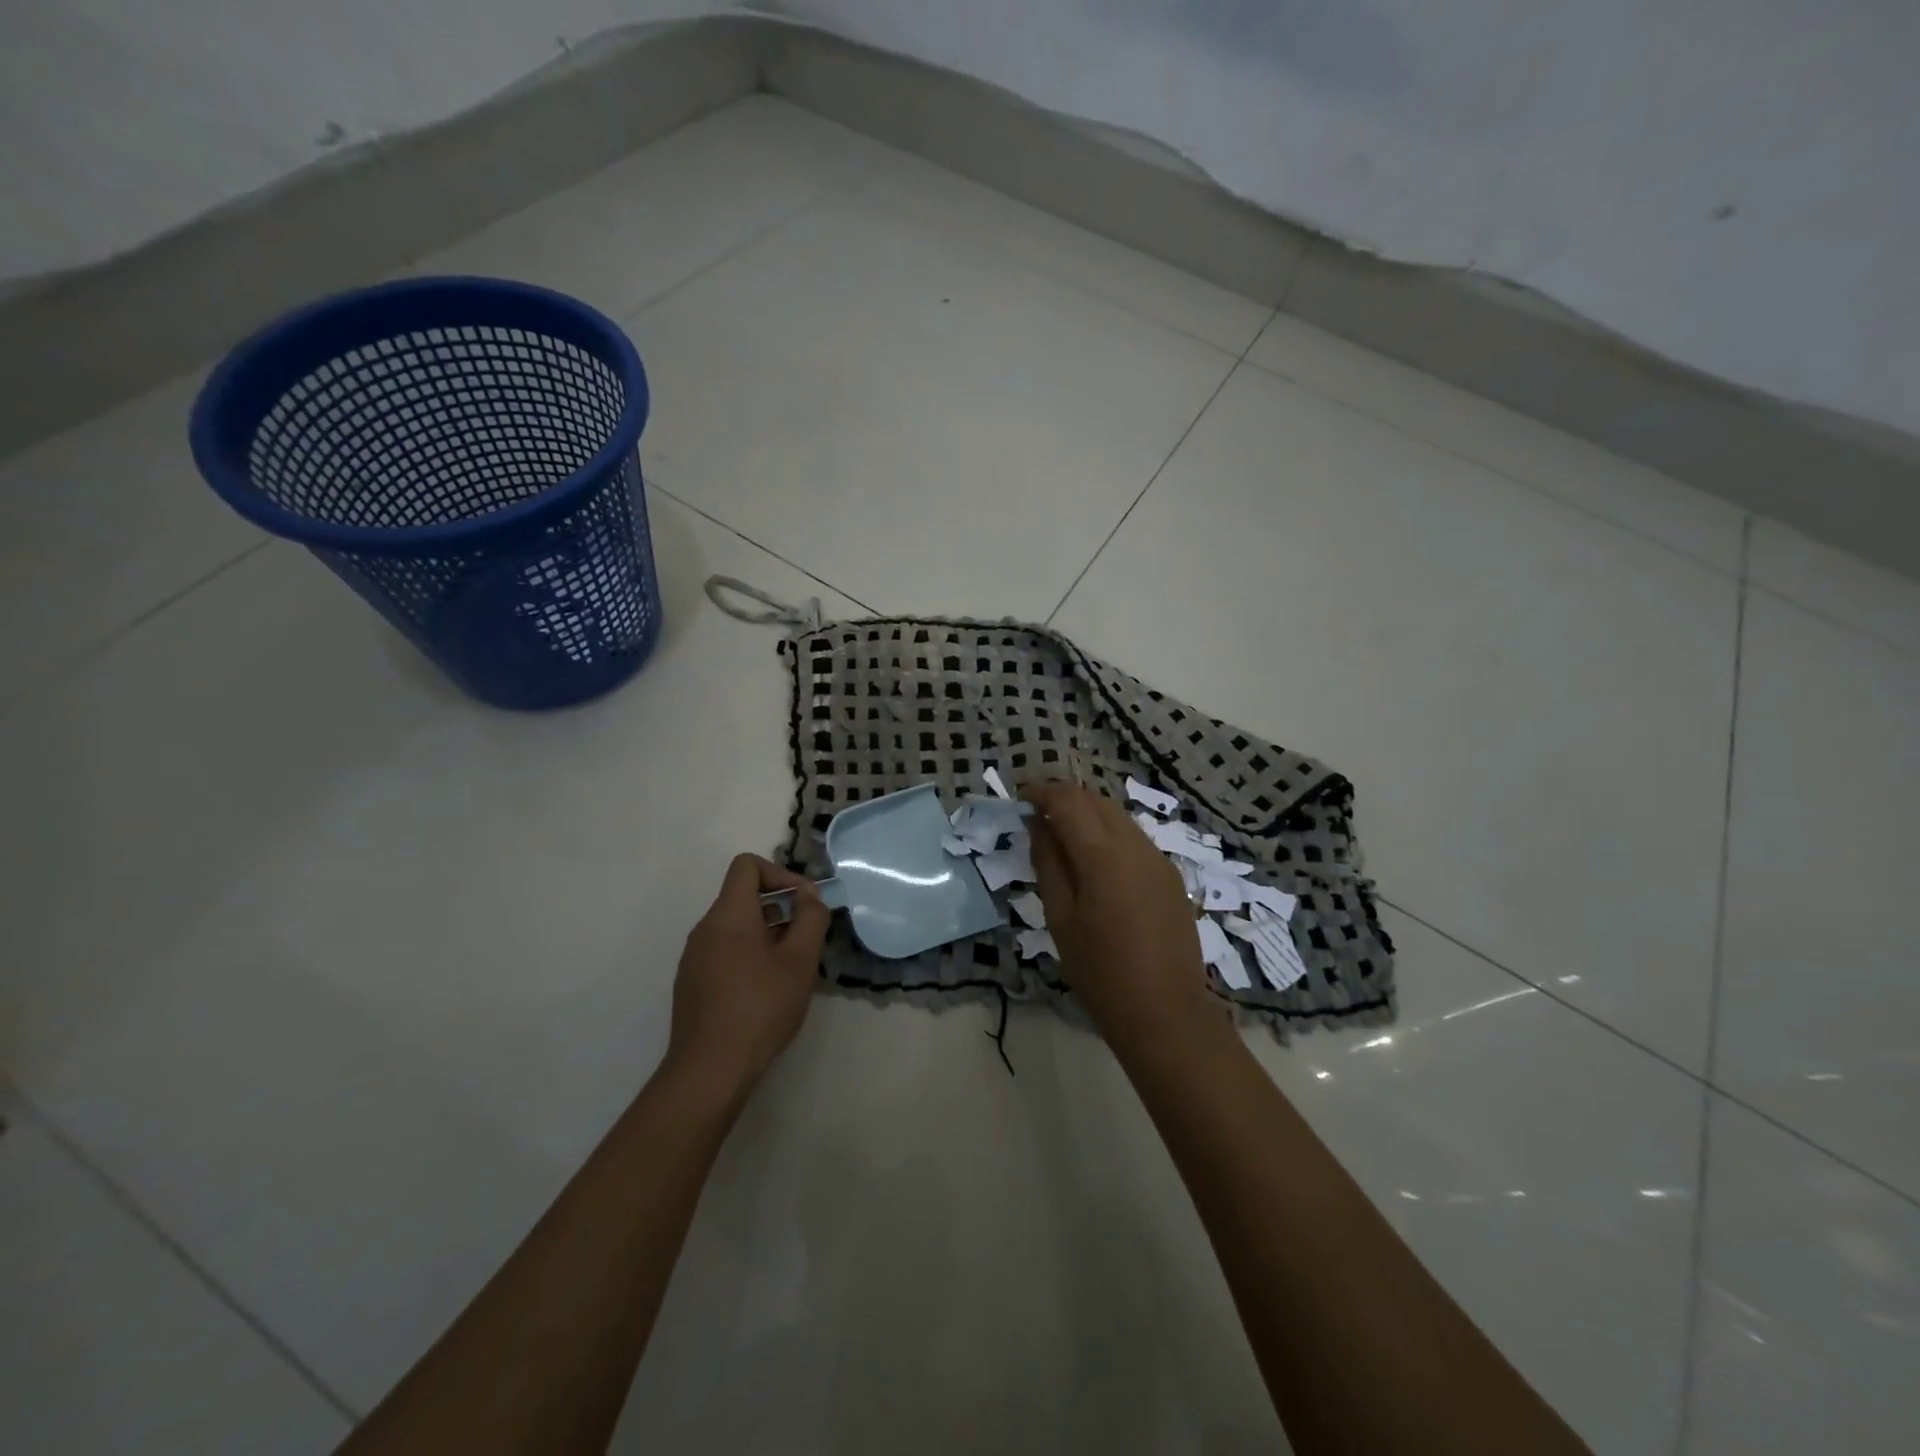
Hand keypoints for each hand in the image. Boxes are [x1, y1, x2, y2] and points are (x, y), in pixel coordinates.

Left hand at [665, 854, 829, 1102]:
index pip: (747, 865)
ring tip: (792, 967)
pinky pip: (725, 951)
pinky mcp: (692, 983)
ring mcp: (694, 958)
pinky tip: (768, 991)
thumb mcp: (799, 961)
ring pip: (736, 927)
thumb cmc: (760, 1008)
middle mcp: (705, 928)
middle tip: (807, 939)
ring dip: (768, 934)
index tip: (804, 903)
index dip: (780, 874)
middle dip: (781, 908)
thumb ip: (810, 919)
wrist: (709, 1071)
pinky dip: (750, 955)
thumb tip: (810, 896)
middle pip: (743, 896)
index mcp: (728, 915)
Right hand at [1024, 782, 1221, 1060]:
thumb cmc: (1100, 972)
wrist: (1165, 1012)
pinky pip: (1134, 839)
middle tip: (1035, 816)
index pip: (1068, 800)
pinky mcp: (1171, 876)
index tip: (1019, 797)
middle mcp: (1135, 845)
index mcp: (1103, 854)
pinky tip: (1095, 864)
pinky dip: (1109, 835)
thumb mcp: (1060, 918)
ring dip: (1088, 815)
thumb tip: (1037, 825)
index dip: (1041, 792)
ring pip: (1118, 817)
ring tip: (1062, 839)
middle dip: (1064, 799)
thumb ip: (1048, 863)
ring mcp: (1158, 859)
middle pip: (1096, 800)